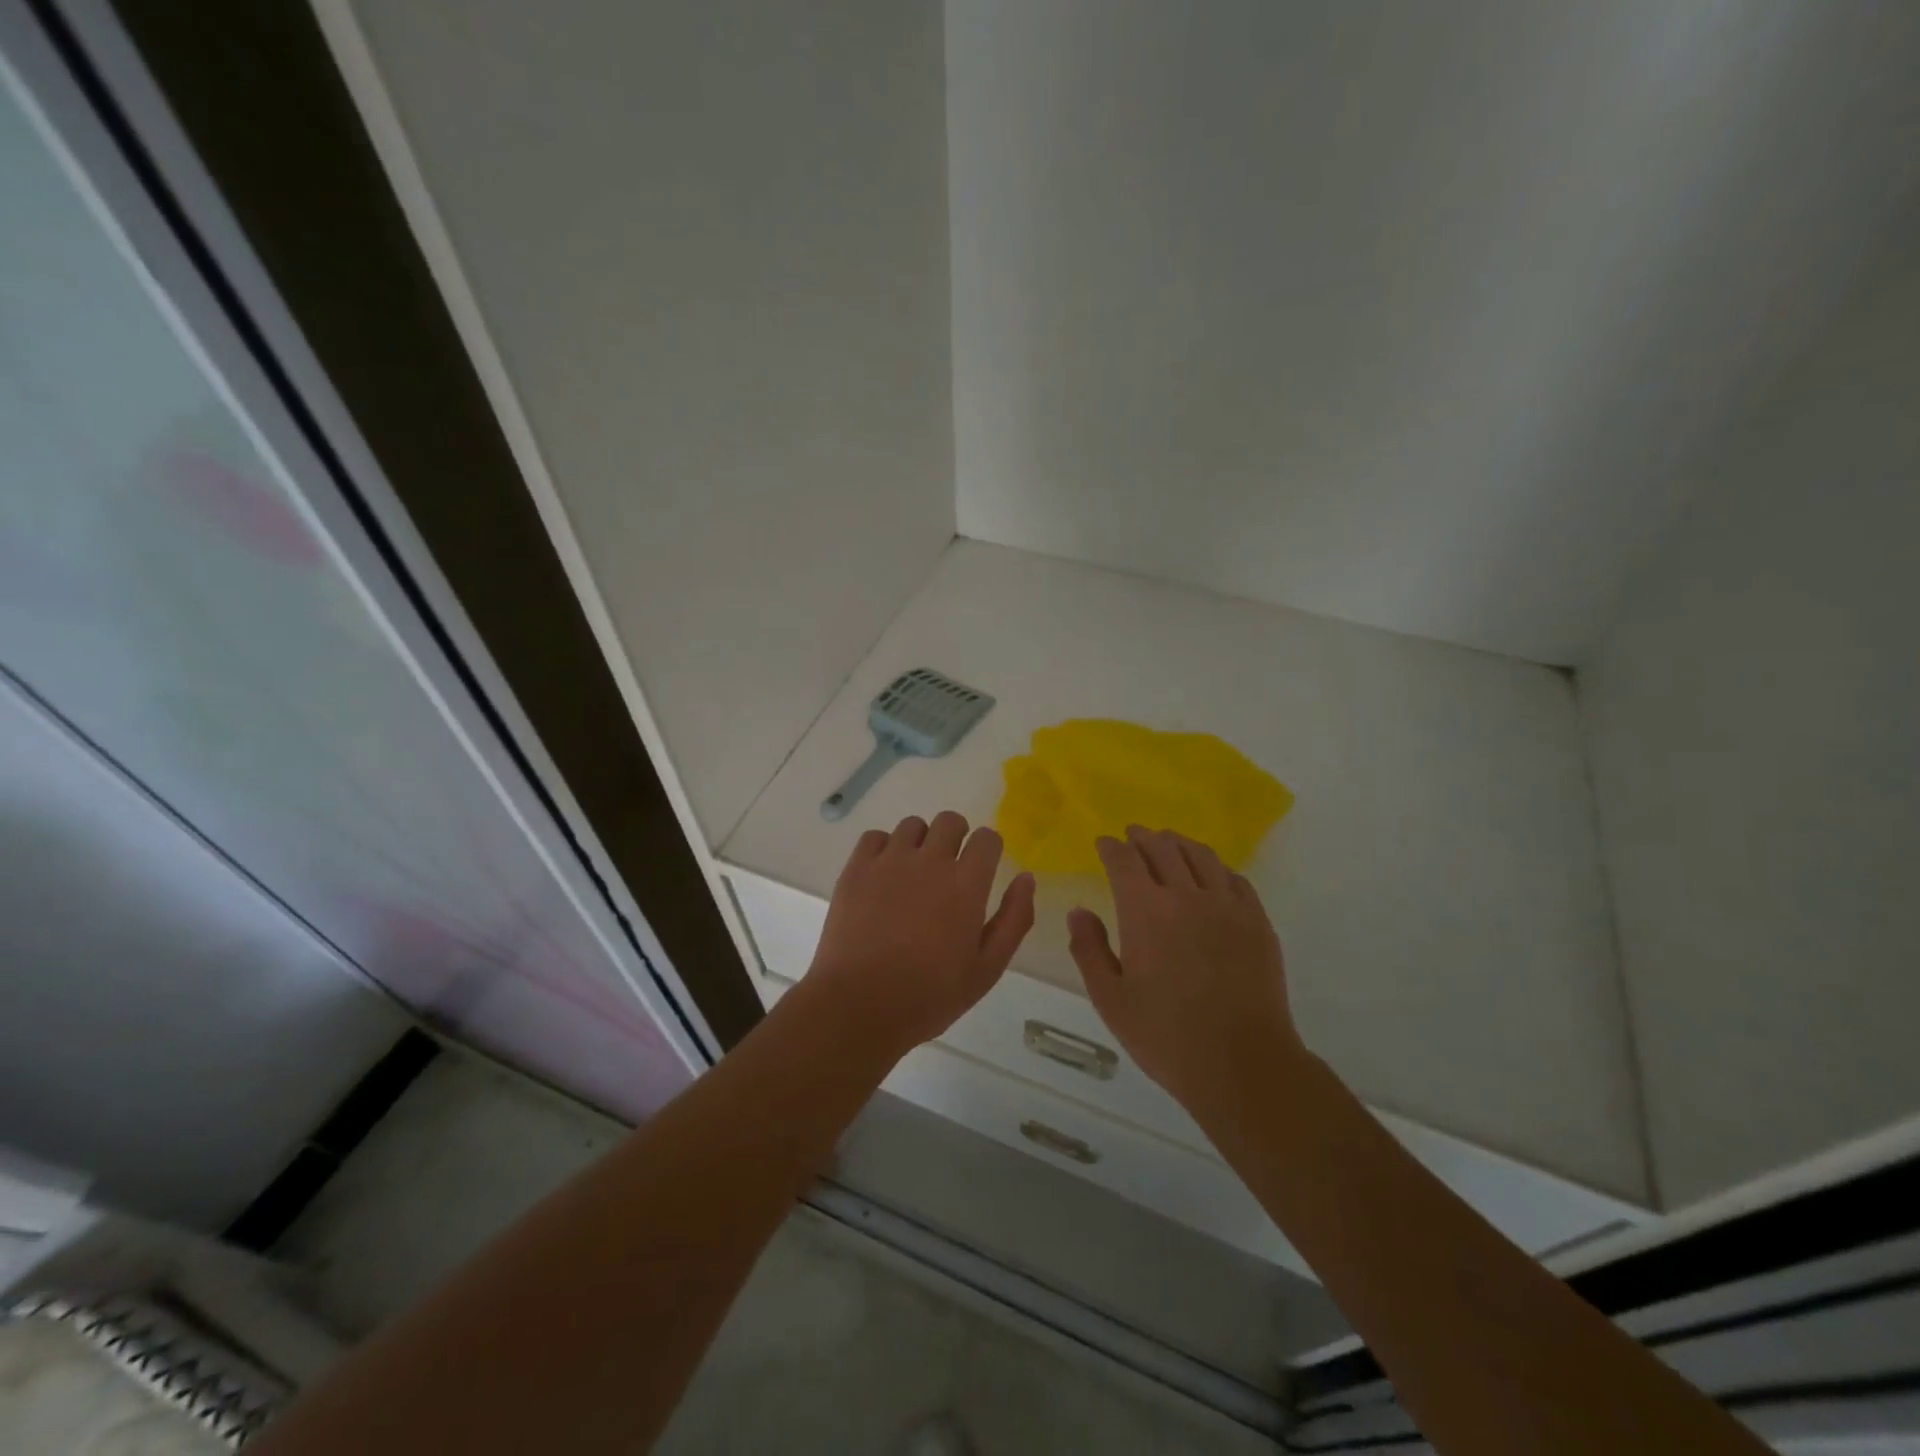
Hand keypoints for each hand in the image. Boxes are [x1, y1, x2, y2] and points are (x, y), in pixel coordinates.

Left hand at [803, 812, 1035, 1059]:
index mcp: (966, 883)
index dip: (988, 849)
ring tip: (914, 874)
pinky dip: (883, 848)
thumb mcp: (987, 968)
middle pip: (950, 821)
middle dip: (956, 837)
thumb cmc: (930, 994)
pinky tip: (883, 875)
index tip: (982, 868)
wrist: (860, 1004)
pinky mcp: (856, 868)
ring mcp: (890, 861)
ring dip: (920, 842)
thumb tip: (1026, 878)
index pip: (986, 838)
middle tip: (950, 868)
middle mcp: (930, 860)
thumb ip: (1014, 919)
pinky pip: (875, 837)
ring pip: (912, 825)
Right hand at [1068, 825, 1304, 1113]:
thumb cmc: (1165, 1035)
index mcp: (1145, 911)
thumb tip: (1079, 911)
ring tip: (1169, 841)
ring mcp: (1227, 906)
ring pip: (1201, 856)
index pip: (1125, 861)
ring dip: (1179, 843)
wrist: (1242, 1063)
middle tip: (1133, 834)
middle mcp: (1186, 896)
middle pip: (1163, 849)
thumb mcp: (1110, 999)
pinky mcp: (1257, 922)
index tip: (1103, 842)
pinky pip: (1235, 878)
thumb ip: (1089, 949)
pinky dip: (1215, 867)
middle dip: (1143, 837)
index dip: (1111, 847)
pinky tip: (1211, 874)